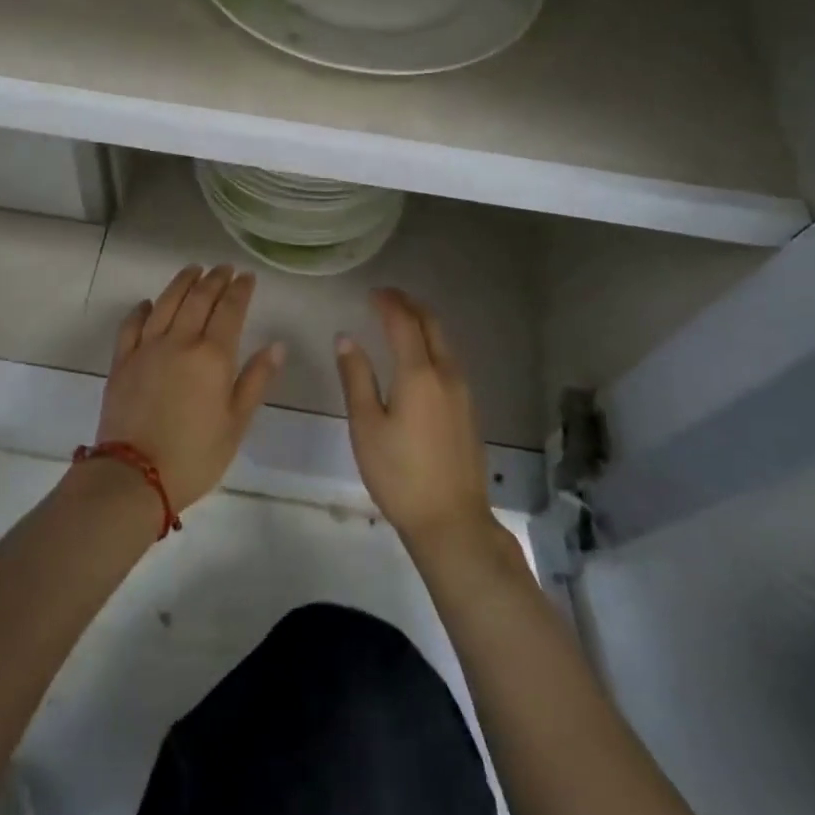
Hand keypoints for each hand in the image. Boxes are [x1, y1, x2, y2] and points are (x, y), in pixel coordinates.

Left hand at [96, 264, 284, 512]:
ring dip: (181, 283)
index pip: (230, 310)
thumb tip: (276, 345)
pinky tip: (149, 304)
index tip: (247, 276)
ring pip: (166, 303)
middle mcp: (180, 342)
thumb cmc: (195, 455)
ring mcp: (146, 348)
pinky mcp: (122, 361)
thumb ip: (256, 380)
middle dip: (214, 279)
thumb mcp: (237, 423)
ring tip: (193, 270)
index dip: (240, 290)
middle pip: (198, 299)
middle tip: (224, 268)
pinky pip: (131, 325)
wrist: (134, 476)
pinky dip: (142, 309)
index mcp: (213, 356)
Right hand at [336, 289, 495, 552]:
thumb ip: (356, 378)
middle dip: (410, 305)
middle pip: (432, 325)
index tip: (372, 293)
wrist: (452, 521)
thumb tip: (346, 339)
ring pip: (444, 342)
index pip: (403, 323)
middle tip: (387, 297)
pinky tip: (418, 356)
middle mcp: (446, 374)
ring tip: (400, 320)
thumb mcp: (366, 426)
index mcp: (419, 374)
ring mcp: (463, 392)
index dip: (388, 303)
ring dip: (423, 324)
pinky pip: (449, 361)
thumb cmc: (399, 474)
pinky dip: (432, 344)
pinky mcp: (468, 410)